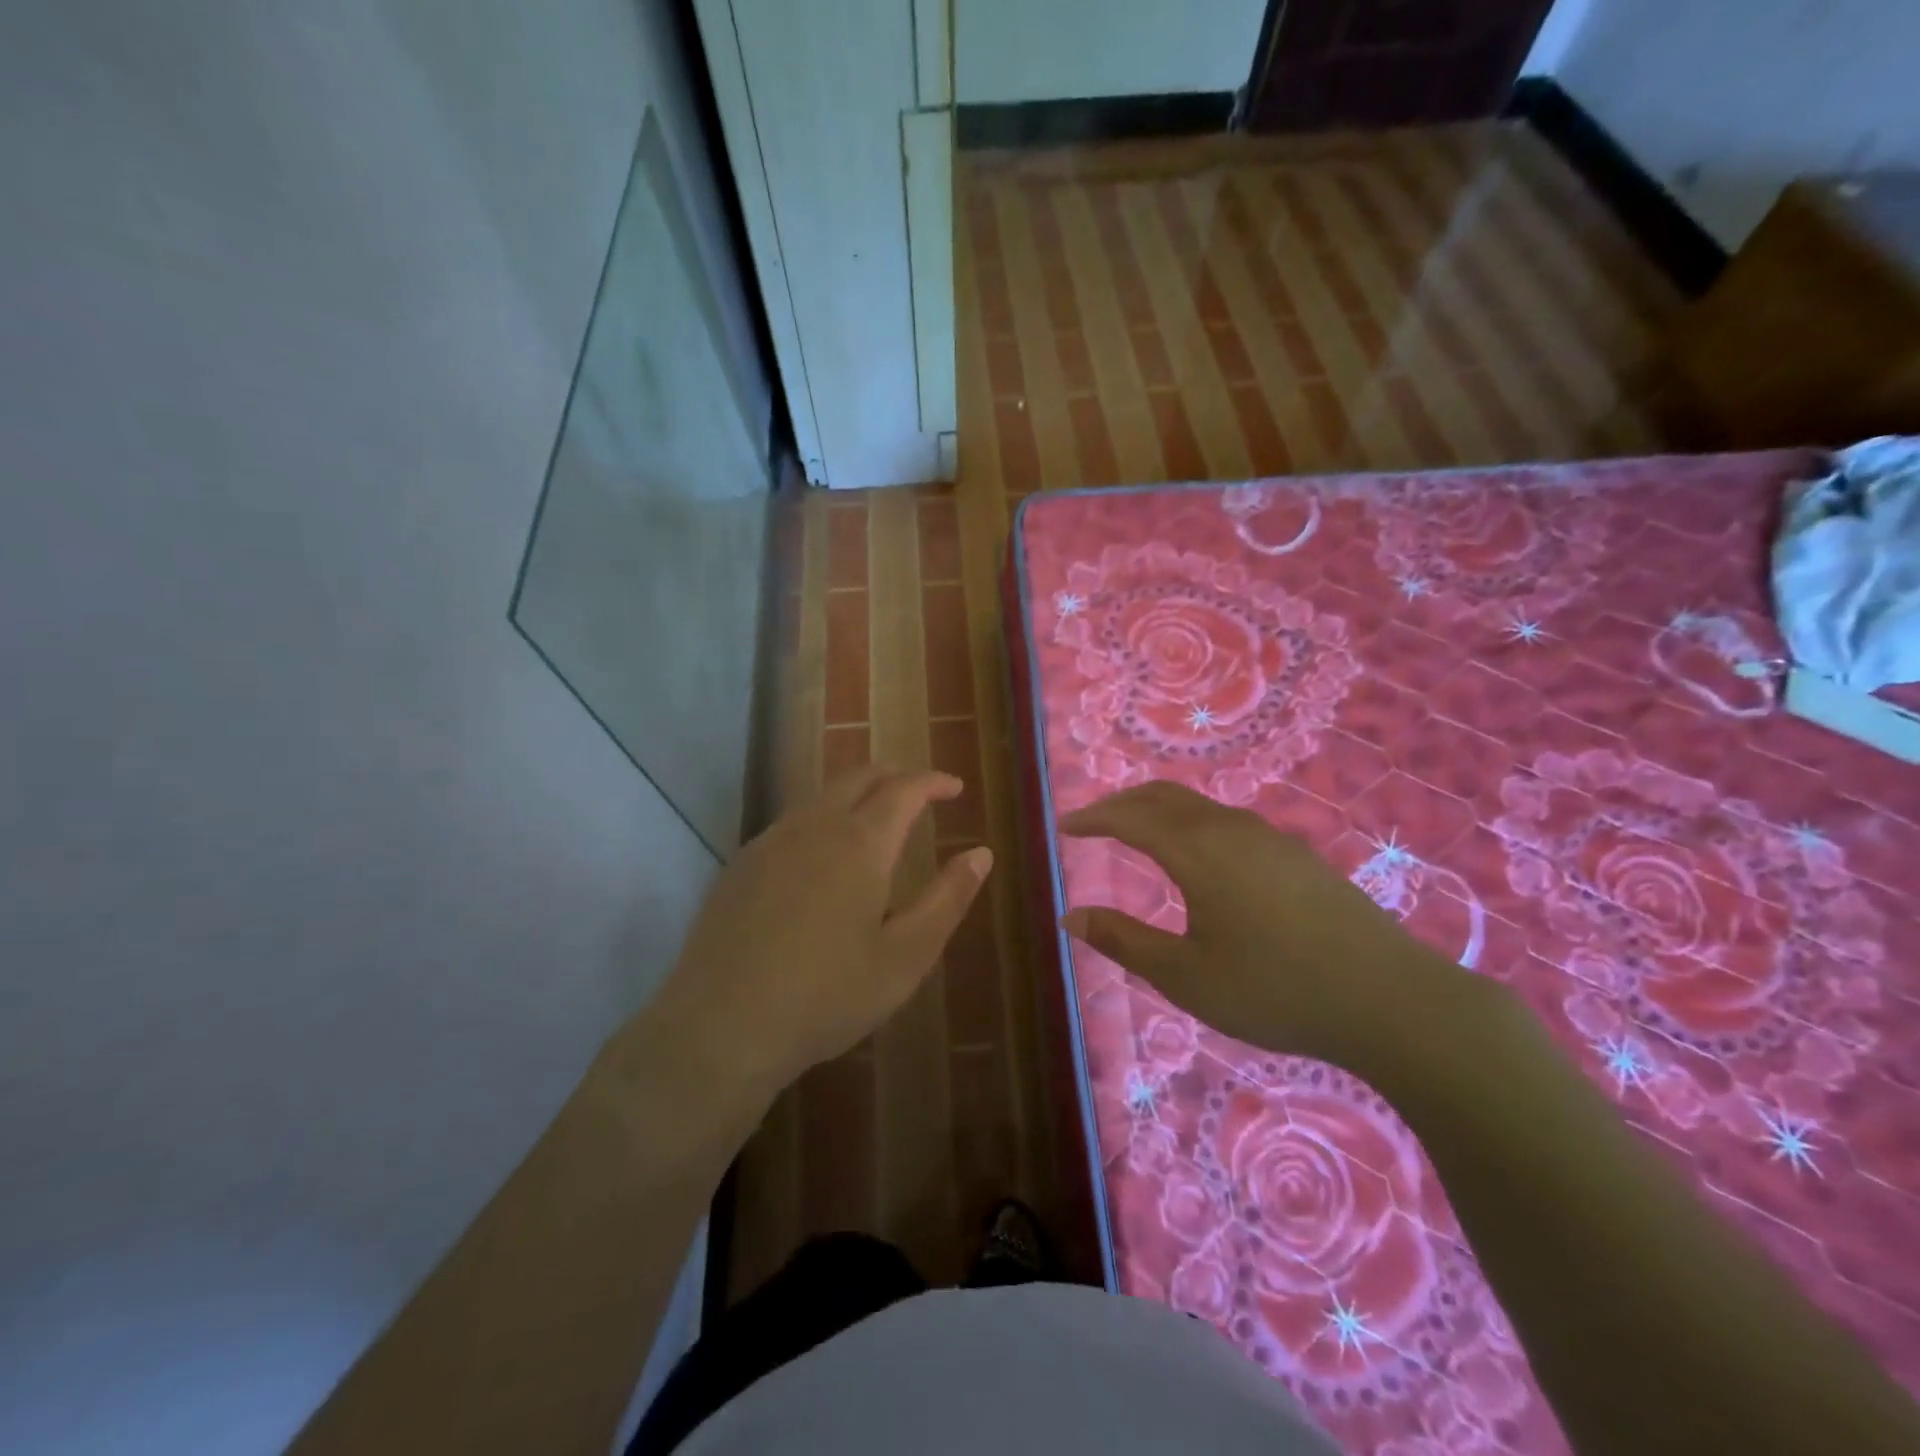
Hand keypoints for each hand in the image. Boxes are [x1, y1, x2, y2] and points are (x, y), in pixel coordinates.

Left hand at [642, 766, 991, 1104]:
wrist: (720, 1027)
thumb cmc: (827, 995)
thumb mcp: (906, 956)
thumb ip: (947, 899)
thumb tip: (981, 854)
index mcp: (860, 843)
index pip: (904, 788)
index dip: (932, 781)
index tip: (954, 788)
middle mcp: (813, 826)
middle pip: (858, 777)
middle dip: (895, 776)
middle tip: (920, 792)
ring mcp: (770, 842)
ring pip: (821, 796)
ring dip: (856, 795)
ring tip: (877, 821)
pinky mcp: (740, 865)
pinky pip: (791, 823)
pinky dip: (823, 820)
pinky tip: (823, 859)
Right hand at [1059, 781, 1480, 1080]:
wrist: (1388, 998)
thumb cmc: (1273, 989)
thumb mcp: (1185, 975)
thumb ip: (1124, 940)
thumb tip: (1070, 916)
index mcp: (1195, 850)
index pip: (1129, 818)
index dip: (1092, 818)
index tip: (1064, 826)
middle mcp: (1229, 828)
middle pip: (1163, 796)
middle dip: (1122, 803)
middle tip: (1093, 821)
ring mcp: (1269, 837)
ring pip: (1198, 806)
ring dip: (1159, 810)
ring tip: (1138, 832)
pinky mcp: (1296, 855)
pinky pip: (1227, 821)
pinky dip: (1192, 823)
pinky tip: (1200, 856)